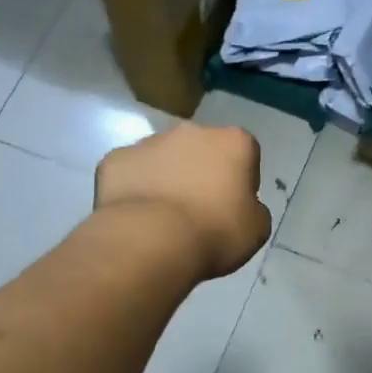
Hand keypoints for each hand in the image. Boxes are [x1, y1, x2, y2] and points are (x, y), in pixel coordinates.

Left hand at [95, 124, 270, 280]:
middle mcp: (192, 131)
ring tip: (163, 217)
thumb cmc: (216, 233)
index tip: (234, 206)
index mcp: (234, 141)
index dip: (240, 180)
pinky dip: (134, 188)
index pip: (244, 153)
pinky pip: (130, 172)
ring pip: (163, 157)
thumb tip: (241, 205)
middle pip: (201, 149)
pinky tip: (136, 217)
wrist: (152, 241)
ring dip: (166, 177)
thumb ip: (253, 208)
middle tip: (198, 210)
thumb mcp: (256, 228)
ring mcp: (149, 141)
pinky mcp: (115, 159)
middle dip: (200, 172)